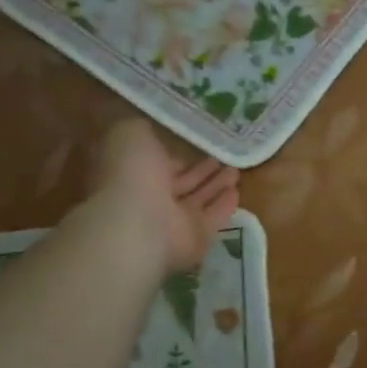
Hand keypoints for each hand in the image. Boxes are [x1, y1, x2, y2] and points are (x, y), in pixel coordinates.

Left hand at [91, 120, 240, 275]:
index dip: (176, 152)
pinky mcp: (196, 239)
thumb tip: (153, 127)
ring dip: (216, 185)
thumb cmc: (131, 174)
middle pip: (180, 183)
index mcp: (132, 174)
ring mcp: (173, 222)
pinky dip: (224, 206)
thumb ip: (142, 128)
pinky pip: (212, 219)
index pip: (157, 162)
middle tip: (222, 156)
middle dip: (200, 170)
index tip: (197, 140)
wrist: (138, 224)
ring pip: (198, 200)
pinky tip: (236, 192)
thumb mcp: (130, 134)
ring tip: (235, 170)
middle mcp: (150, 199)